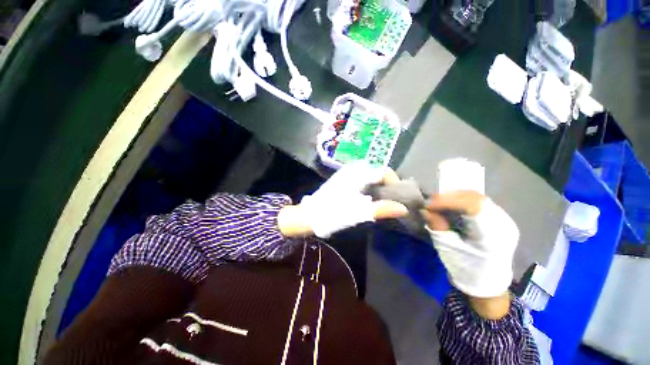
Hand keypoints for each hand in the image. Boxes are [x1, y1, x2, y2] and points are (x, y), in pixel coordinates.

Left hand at [278, 163, 407, 237]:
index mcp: (358, 173)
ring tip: (383, 202)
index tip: (399, 198)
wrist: (310, 215)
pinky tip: (369, 199)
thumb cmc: (333, 213)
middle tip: (392, 201)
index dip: (395, 183)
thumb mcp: (359, 213)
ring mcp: (346, 174)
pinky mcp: (342, 181)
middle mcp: (353, 170)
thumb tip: (404, 209)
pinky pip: (362, 180)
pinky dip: (370, 188)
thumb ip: (382, 209)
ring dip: (379, 187)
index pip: (384, 171)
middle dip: (388, 186)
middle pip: (378, 173)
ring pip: (370, 177)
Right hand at [424, 191, 518, 318]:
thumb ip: (437, 226)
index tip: (428, 204)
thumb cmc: (466, 269)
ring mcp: (505, 220)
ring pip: (478, 197)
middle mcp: (504, 224)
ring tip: (439, 202)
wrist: (487, 283)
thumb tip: (425, 209)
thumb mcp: (447, 249)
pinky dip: (462, 200)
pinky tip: (451, 205)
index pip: (473, 206)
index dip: (448, 201)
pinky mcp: (500, 219)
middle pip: (476, 198)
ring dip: (455, 197)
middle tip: (431, 202)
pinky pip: (479, 202)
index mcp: (492, 236)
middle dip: (450, 196)